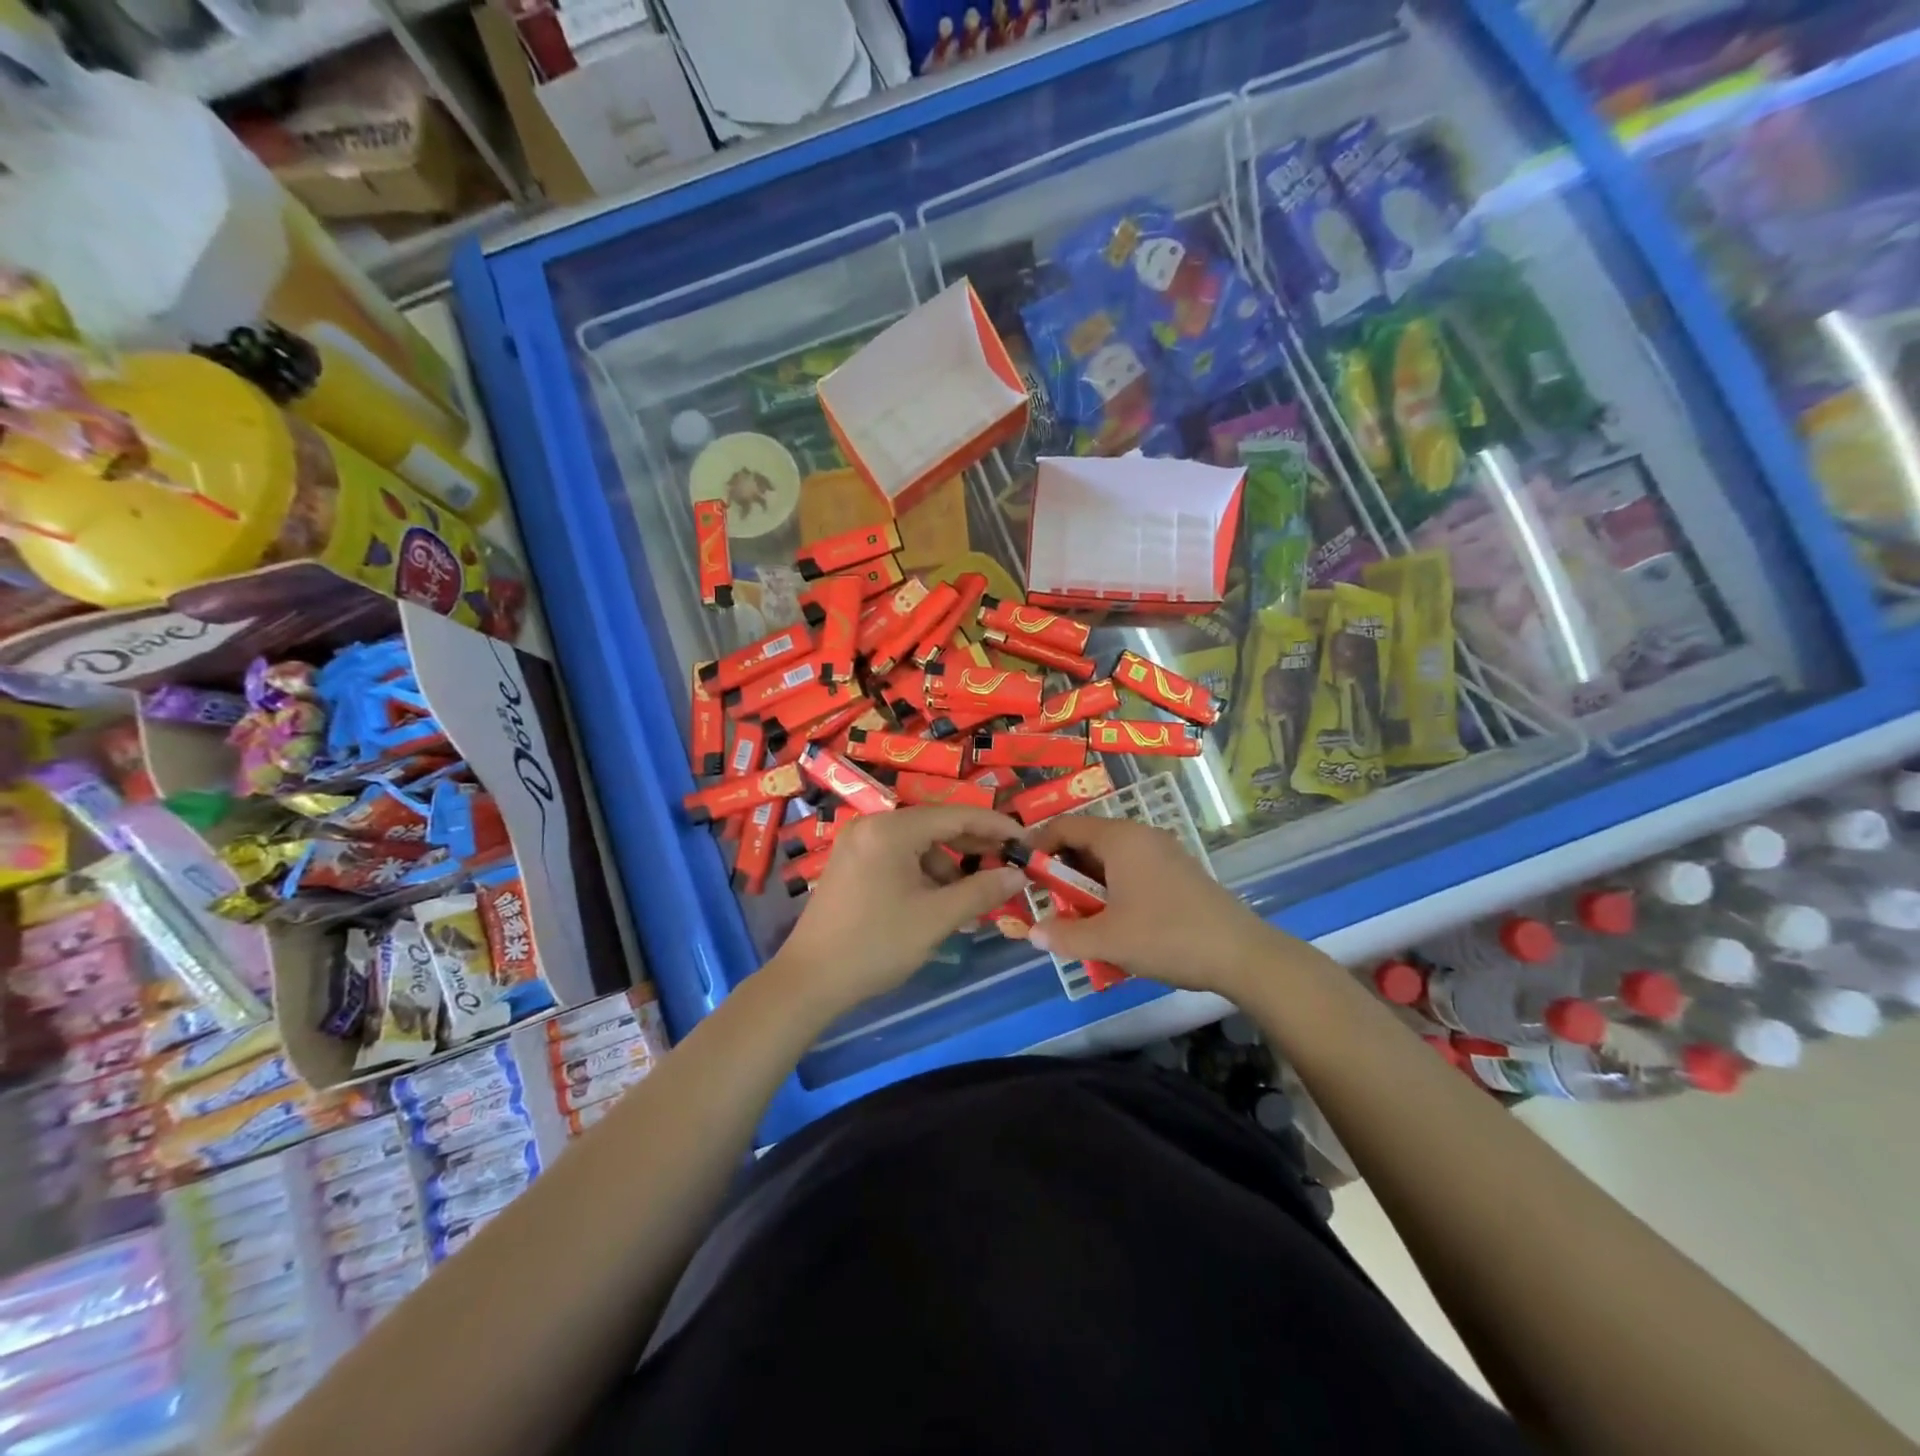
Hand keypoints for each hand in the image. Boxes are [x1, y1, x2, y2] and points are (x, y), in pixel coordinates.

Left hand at [769, 805, 1028, 1014]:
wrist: (809, 981)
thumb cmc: (876, 945)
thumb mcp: (936, 918)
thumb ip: (981, 891)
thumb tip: (1018, 875)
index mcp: (891, 829)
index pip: (956, 815)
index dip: (995, 826)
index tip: (1026, 840)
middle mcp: (873, 825)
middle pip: (936, 826)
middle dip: (974, 848)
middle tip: (1009, 867)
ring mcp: (859, 844)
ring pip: (919, 845)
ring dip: (949, 868)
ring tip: (974, 900)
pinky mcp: (852, 864)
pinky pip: (900, 858)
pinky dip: (924, 875)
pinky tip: (941, 904)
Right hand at [1024, 815, 1274, 995]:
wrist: (1241, 954)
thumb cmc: (1166, 936)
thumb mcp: (1107, 940)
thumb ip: (1064, 935)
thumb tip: (1032, 933)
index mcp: (1120, 838)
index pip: (1064, 826)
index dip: (1038, 846)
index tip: (1022, 874)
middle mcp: (1140, 835)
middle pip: (1086, 841)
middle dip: (1063, 871)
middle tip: (1049, 903)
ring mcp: (1163, 852)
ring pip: (1109, 859)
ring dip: (1088, 885)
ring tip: (1079, 919)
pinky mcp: (1178, 872)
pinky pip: (1131, 870)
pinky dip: (1112, 890)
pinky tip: (1114, 924)